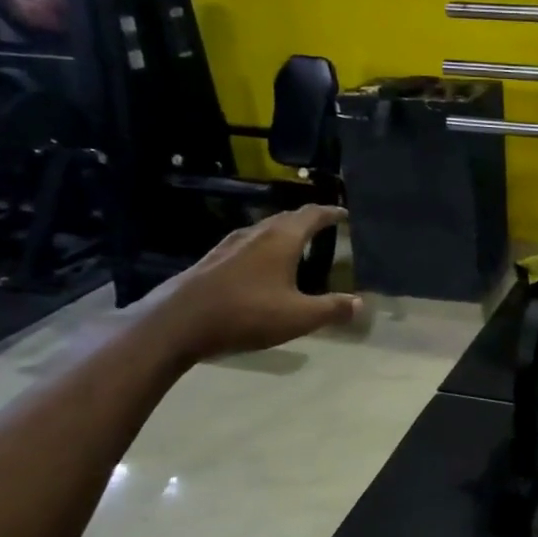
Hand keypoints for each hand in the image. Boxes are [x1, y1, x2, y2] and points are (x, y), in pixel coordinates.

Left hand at [141, 204, 359, 361]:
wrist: (178, 324)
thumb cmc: (246, 314)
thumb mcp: (299, 317)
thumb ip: (332, 309)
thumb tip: (359, 303)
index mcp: (281, 240)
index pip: (311, 215)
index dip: (330, 213)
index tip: (344, 214)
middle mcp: (255, 234)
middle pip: (286, 218)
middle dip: (307, 220)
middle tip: (323, 227)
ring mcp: (229, 246)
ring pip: (263, 230)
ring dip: (282, 233)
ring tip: (295, 245)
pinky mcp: (211, 261)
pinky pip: (246, 245)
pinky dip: (263, 247)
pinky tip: (260, 266)